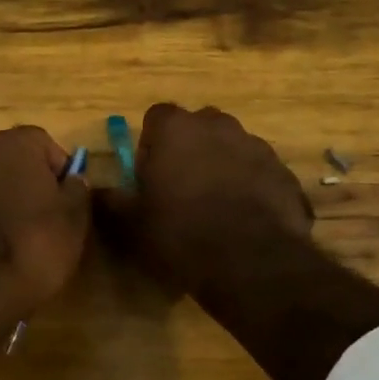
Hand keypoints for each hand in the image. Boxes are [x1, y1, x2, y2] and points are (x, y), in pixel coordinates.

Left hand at [0, 126, 90, 318]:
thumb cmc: (32, 245)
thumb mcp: (74, 219)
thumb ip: (77, 189)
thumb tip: (71, 179)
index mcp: (14, 143)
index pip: (46, 144)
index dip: (61, 171)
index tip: (68, 202)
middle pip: (16, 162)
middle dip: (33, 185)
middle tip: (49, 221)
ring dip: (8, 202)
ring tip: (23, 240)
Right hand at [98, 104, 313, 294]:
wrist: (252, 263)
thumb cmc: (180, 234)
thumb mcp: (131, 224)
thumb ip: (110, 201)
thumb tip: (94, 190)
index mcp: (176, 129)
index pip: (157, 117)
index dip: (151, 143)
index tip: (150, 174)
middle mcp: (218, 125)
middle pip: (198, 127)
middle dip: (189, 149)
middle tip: (181, 188)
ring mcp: (256, 146)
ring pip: (232, 147)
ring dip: (222, 166)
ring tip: (216, 207)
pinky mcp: (284, 173)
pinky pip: (260, 173)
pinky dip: (252, 187)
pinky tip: (246, 220)